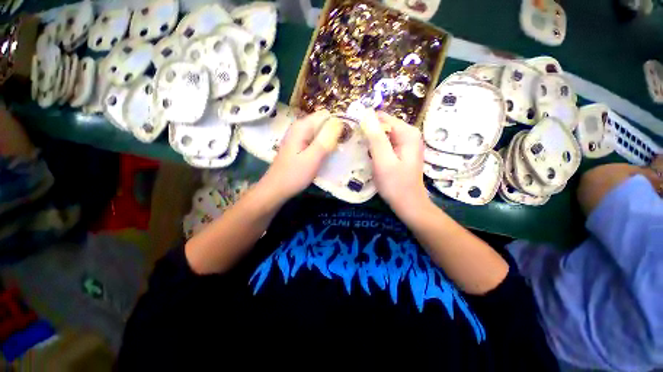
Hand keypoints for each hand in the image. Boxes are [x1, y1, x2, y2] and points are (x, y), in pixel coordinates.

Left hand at [261, 110, 339, 201]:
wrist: (276, 189)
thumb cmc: (294, 174)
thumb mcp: (312, 158)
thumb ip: (326, 140)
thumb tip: (340, 122)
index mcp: (302, 126)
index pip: (326, 115)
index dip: (337, 124)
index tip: (344, 139)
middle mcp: (299, 127)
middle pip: (322, 123)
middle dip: (334, 133)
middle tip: (339, 148)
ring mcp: (298, 137)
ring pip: (319, 133)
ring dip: (329, 141)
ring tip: (334, 153)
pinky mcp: (299, 146)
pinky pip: (315, 141)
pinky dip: (322, 146)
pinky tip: (325, 156)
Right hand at [361, 111, 429, 220]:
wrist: (409, 205)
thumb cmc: (396, 185)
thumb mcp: (383, 161)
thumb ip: (376, 138)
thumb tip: (366, 115)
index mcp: (407, 133)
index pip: (382, 117)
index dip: (366, 124)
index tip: (354, 134)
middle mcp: (409, 134)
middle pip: (383, 126)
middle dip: (368, 134)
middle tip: (356, 146)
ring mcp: (406, 143)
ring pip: (383, 135)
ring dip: (371, 142)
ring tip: (360, 152)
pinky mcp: (401, 152)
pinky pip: (385, 144)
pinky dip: (376, 148)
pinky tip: (369, 157)